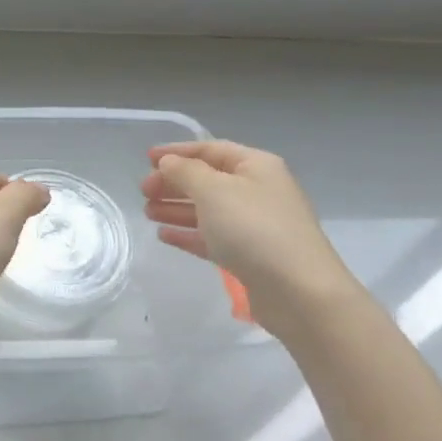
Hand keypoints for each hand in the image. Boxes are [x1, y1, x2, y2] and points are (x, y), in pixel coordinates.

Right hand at [140, 140, 360, 336]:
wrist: (299, 291)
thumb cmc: (254, 229)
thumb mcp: (214, 190)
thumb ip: (185, 172)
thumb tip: (168, 163)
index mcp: (256, 166)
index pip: (211, 149)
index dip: (177, 151)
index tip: (146, 159)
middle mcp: (257, 191)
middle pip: (208, 180)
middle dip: (174, 183)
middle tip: (142, 192)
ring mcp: (255, 225)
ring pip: (208, 210)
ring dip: (176, 208)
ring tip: (147, 213)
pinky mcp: (249, 256)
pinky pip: (212, 238)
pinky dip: (188, 234)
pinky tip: (164, 236)